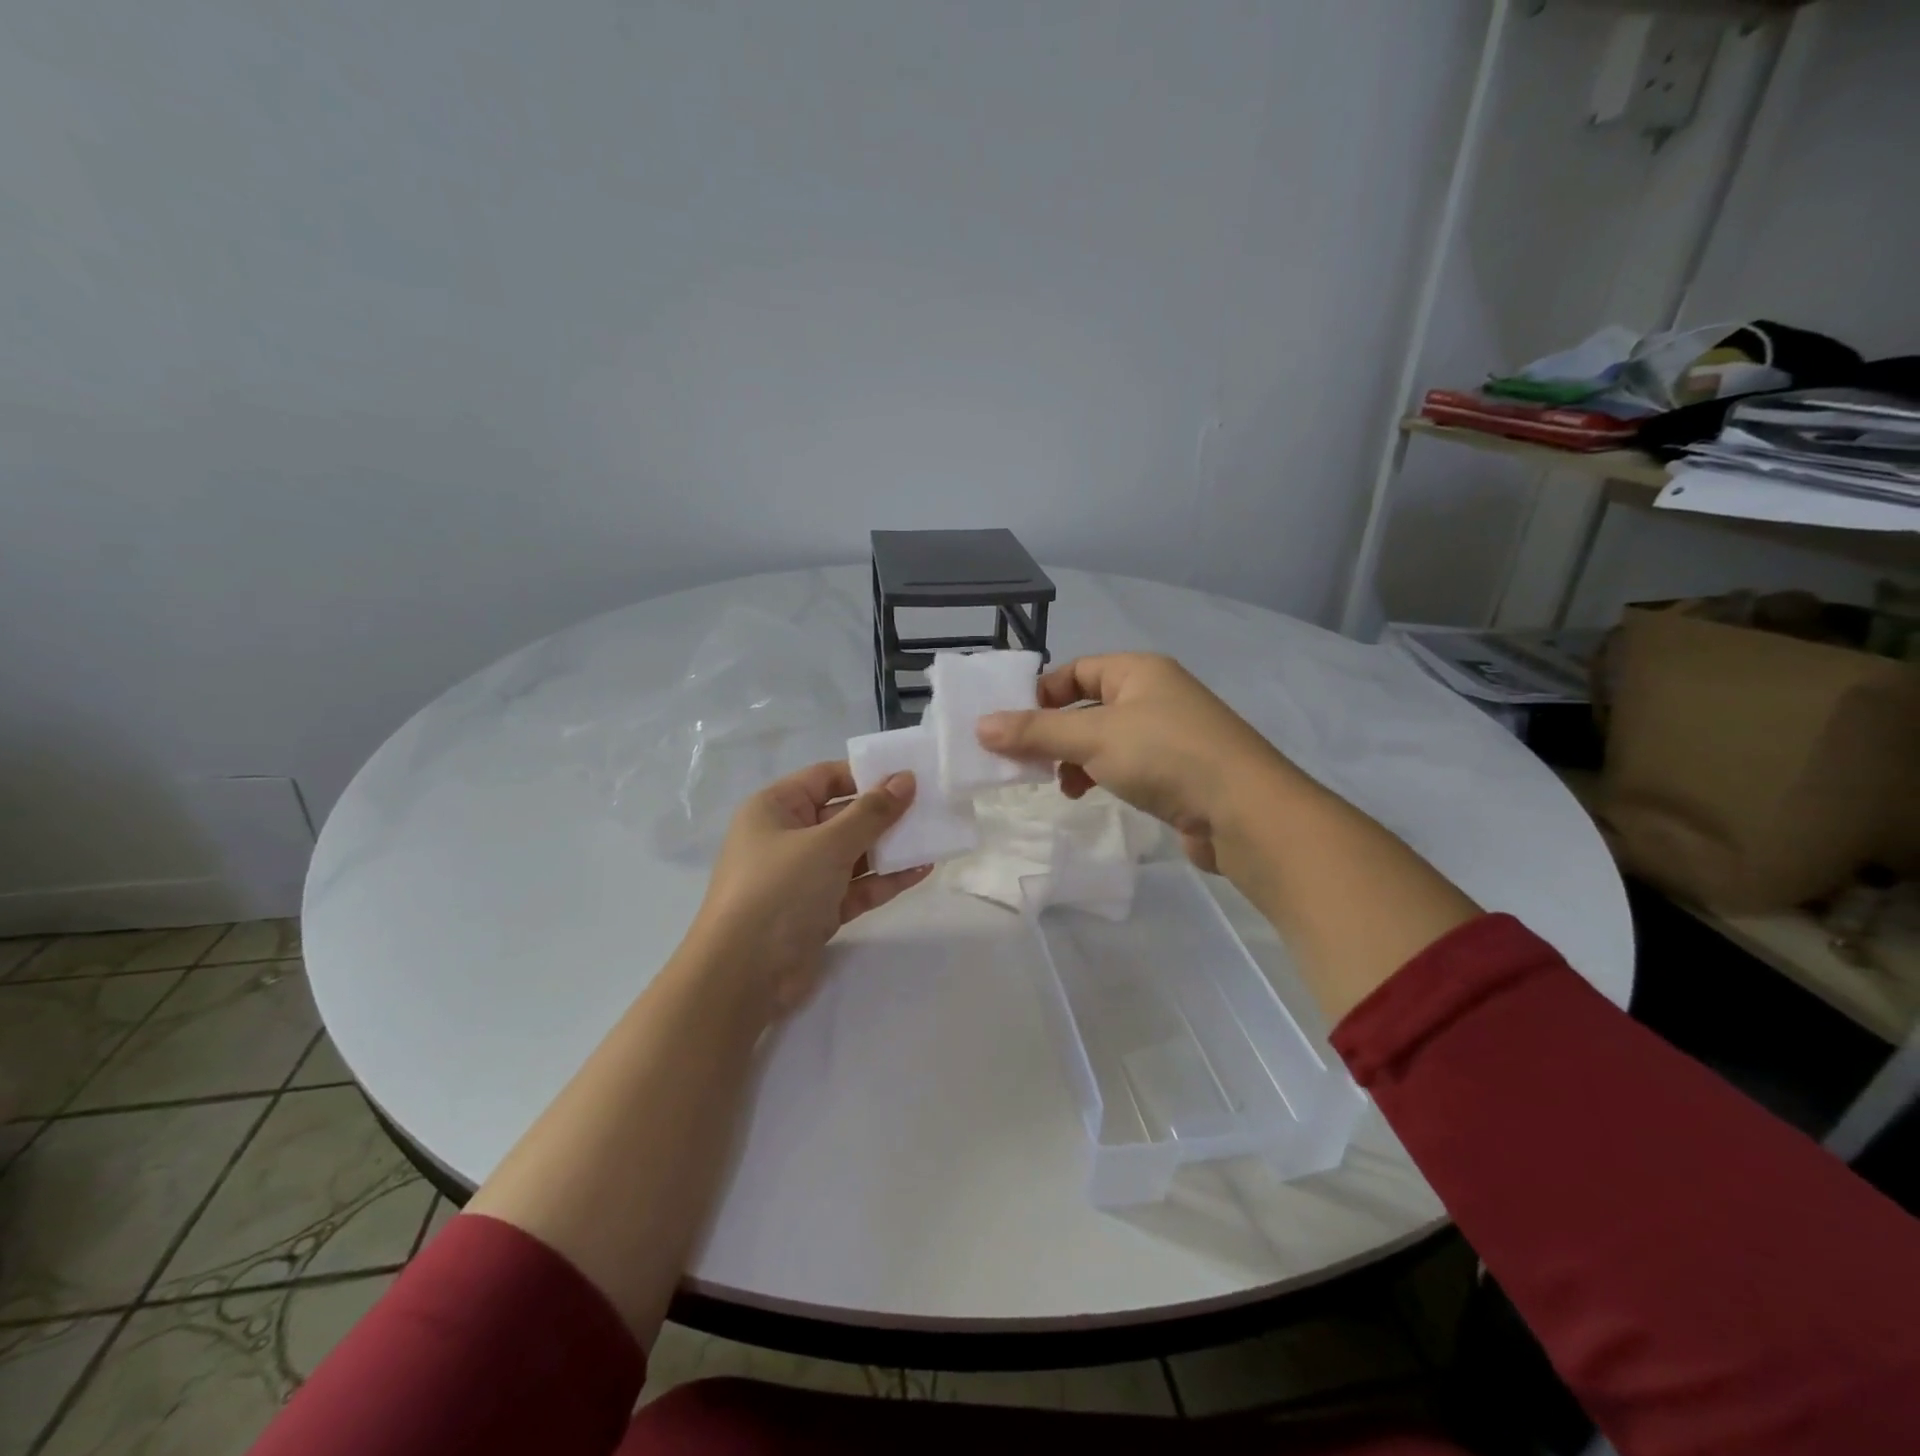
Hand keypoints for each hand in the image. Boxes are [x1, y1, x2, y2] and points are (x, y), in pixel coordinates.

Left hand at [686, 761, 930, 1020]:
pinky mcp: (816, 911)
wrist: (743, 976)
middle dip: (885, 813)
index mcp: (775, 808)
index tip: (909, 776)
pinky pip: (856, 886)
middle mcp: (786, 837)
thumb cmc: (779, 890)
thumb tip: (906, 778)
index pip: (825, 778)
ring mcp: (802, 877)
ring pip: (853, 853)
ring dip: (890, 847)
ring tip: (935, 837)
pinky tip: (921, 871)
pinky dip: (885, 880)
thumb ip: (871, 812)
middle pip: (842, 815)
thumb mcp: (828, 843)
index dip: (866, 774)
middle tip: (931, 806)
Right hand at [976, 653, 1291, 874]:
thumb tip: (980, 725)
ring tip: (1057, 784)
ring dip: (1073, 758)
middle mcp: (1154, 695)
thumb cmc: (1166, 756)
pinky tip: (1086, 794)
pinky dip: (1098, 775)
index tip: (1009, 726)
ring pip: (1103, 738)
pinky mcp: (1176, 771)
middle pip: (1086, 705)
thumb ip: (1036, 731)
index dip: (1040, 694)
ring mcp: (1168, 734)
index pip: (1075, 670)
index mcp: (1138, 671)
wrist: (1245, 812)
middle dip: (1053, 732)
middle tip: (1023, 760)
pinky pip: (1123, 764)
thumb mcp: (1093, 737)